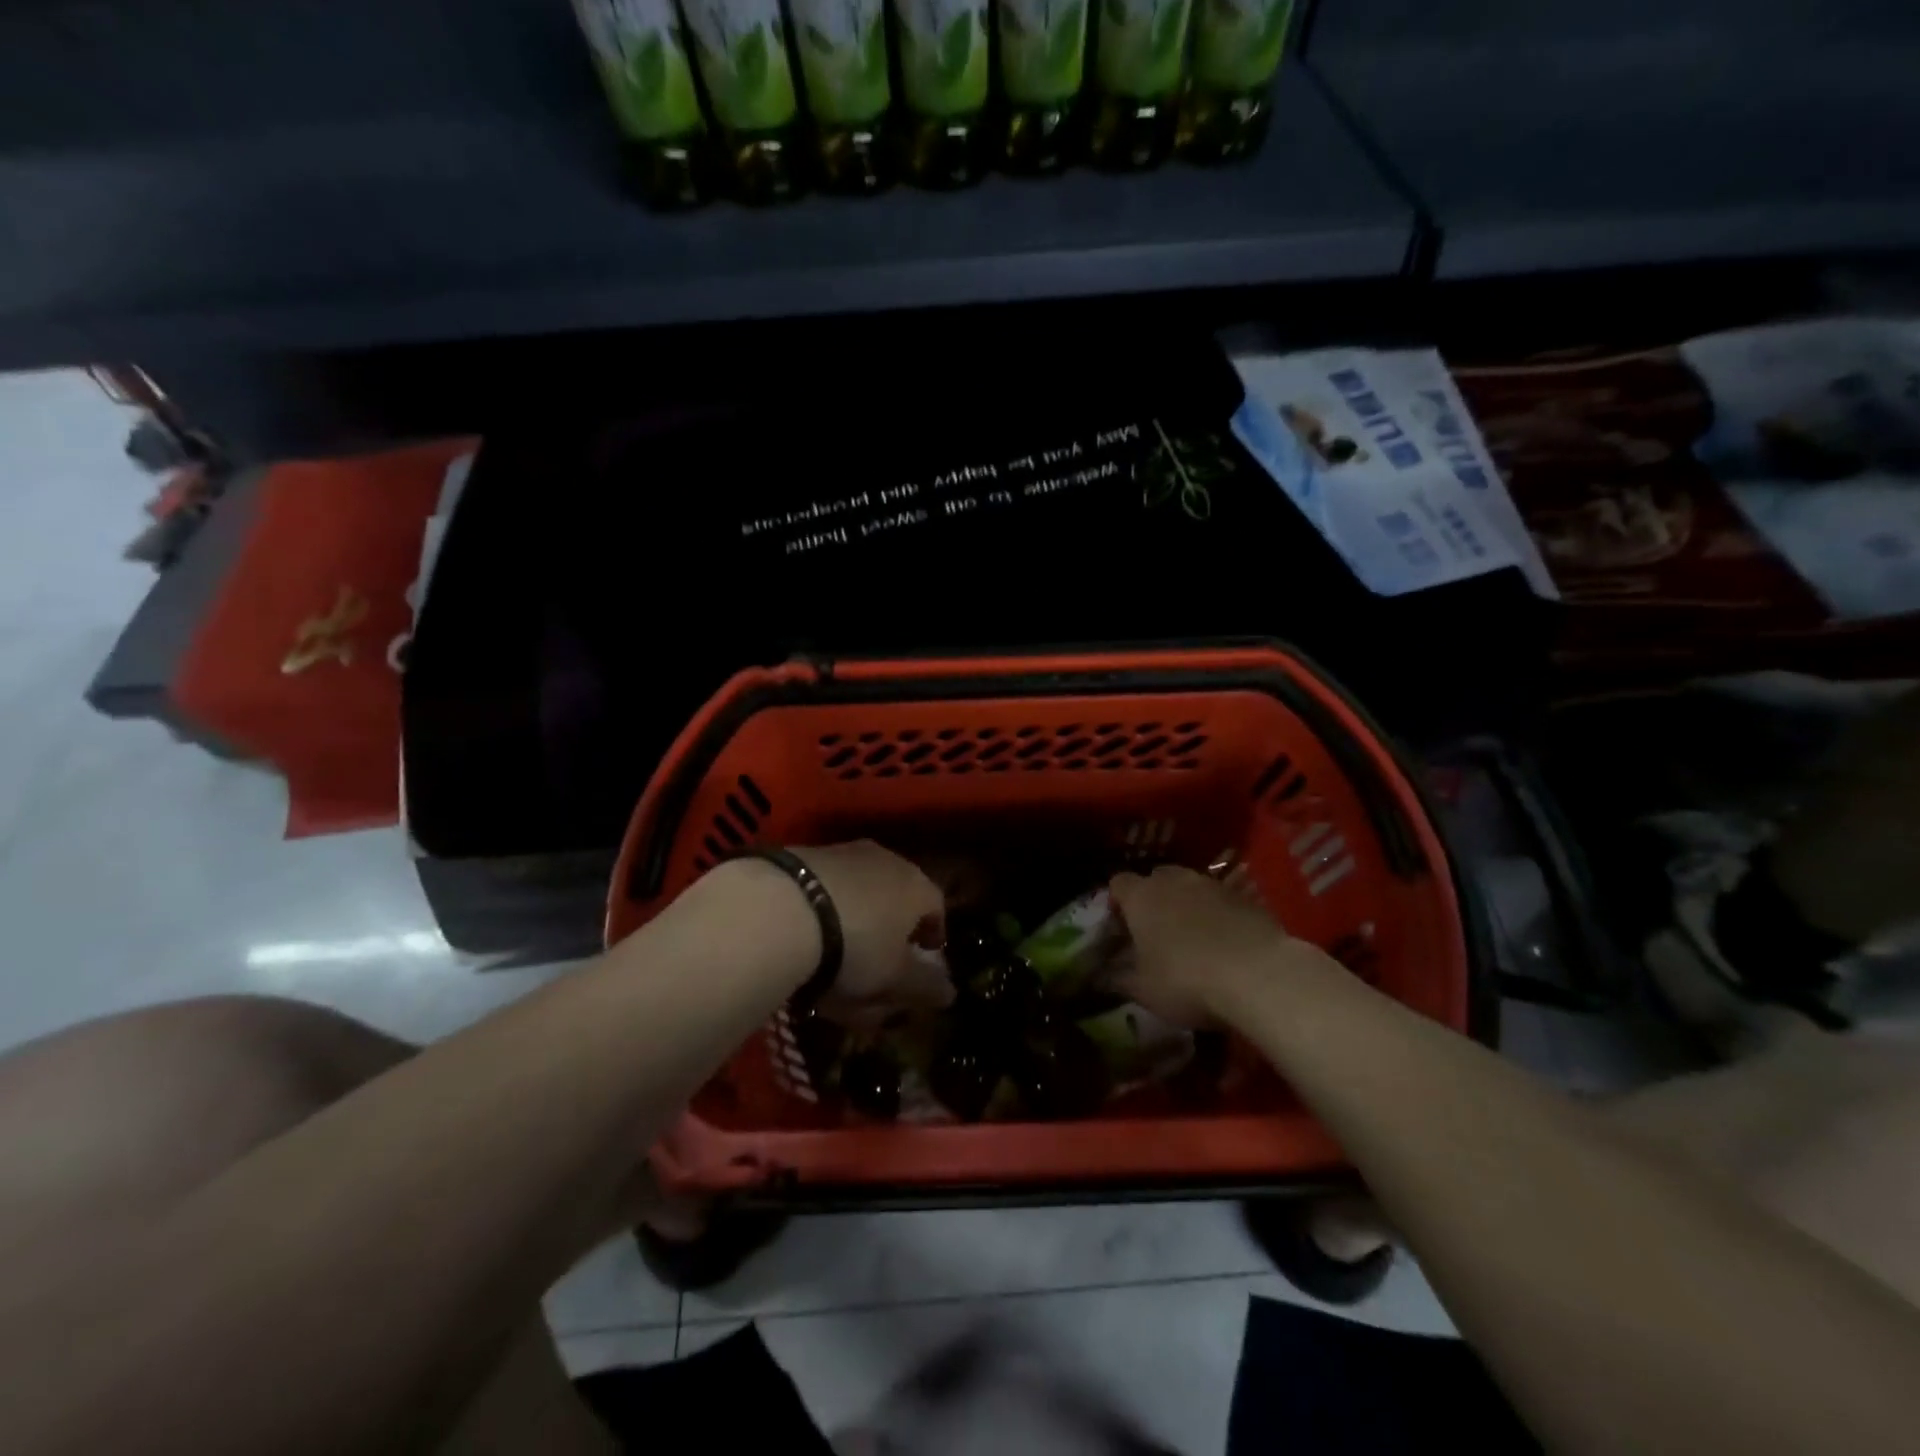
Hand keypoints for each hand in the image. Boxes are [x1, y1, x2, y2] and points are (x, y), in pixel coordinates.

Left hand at [791, 842, 953, 1029]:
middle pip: (898, 892)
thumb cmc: (855, 947)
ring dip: (857, 911)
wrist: (783, 908)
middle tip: (883, 951)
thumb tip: (950, 993)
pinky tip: (809, 929)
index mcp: (917, 886)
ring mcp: (843, 852)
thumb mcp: (895, 979)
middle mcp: (886, 860)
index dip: (934, 932)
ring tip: (841, 943)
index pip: (937, 906)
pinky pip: (826, 884)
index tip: (927, 953)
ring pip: (860, 886)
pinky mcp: (805, 854)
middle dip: (895, 921)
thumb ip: (925, 986)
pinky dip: (825, 905)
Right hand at [1108, 865, 1344, 1026]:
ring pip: (1191, 887)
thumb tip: (1102, 976)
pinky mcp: (1246, 898)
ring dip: (1188, 905)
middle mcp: (1174, 880)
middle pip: (1156, 878)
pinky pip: (1222, 901)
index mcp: (1141, 896)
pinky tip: (1225, 944)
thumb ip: (1118, 979)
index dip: (1116, 901)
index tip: (1119, 925)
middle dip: (1153, 898)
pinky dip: (1218, 916)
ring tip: (1192, 937)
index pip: (1118, 883)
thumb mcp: (1143, 990)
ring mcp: (1213, 885)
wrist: (1259, 974)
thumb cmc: (1186, 979)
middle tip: (1155, 929)